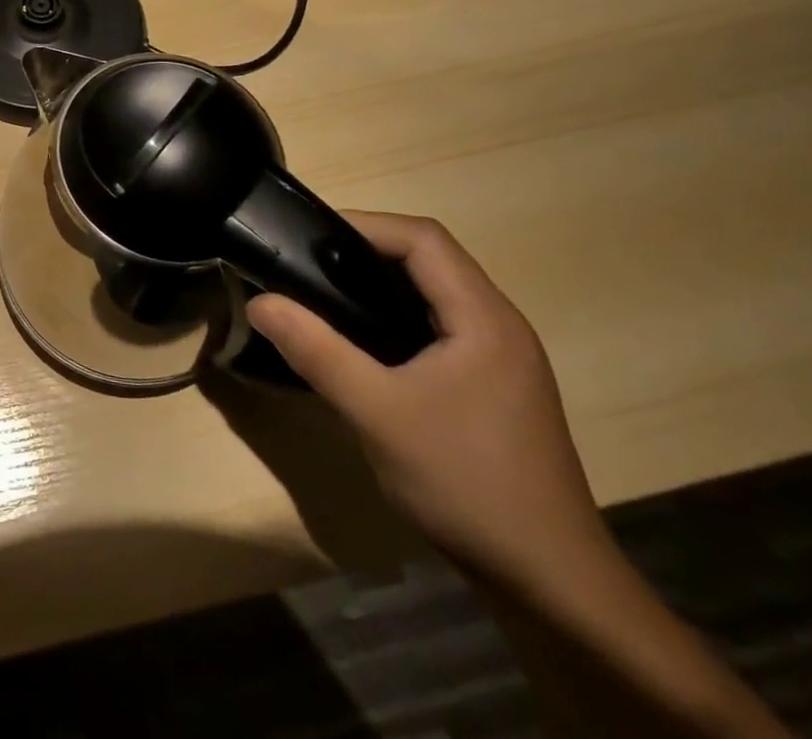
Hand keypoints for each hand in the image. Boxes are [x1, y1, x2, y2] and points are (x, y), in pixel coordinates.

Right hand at [247, 212, 608, 595]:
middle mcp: (500, 326)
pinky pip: (439, 327)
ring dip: (379, 284)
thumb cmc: (466, 484)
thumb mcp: (377, 413)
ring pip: (434, 294)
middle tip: (306, 264)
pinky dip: (395, 317)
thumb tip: (259, 301)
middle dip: (365, 250)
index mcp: (484, 319)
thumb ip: (316, 351)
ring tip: (323, 296)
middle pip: (430, 259)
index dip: (365, 225)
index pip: (424, 239)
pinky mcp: (494, 387)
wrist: (552, 586)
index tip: (307, 237)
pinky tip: (363, 346)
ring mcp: (502, 359)